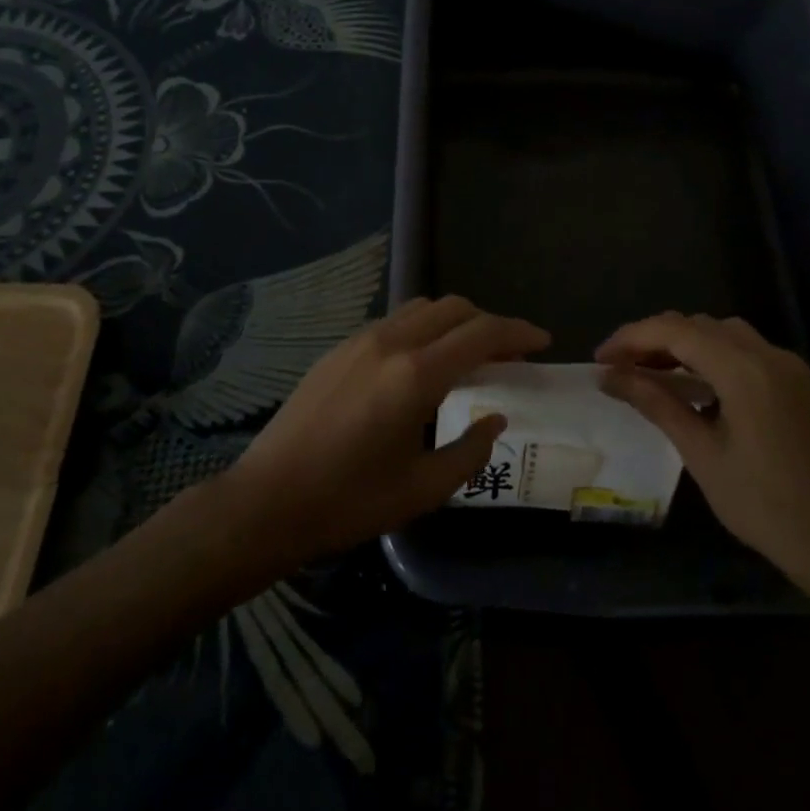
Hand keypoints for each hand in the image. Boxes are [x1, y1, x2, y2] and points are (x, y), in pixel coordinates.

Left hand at [217, 296, 548, 566]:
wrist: (266, 500)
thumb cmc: (348, 502)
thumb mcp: (422, 488)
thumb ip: (470, 451)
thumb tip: (495, 419)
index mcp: (416, 375)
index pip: (482, 333)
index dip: (519, 332)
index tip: (542, 342)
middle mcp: (391, 342)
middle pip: (456, 308)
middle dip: (490, 324)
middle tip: (509, 357)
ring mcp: (360, 340)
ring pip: (423, 308)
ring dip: (456, 322)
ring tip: (469, 357)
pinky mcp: (339, 348)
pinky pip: (396, 322)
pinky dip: (424, 329)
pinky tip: (423, 365)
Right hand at [596, 312, 809, 597]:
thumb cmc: (765, 506)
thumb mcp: (702, 454)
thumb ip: (656, 404)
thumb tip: (610, 376)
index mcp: (744, 369)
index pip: (675, 331)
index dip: (631, 338)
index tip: (600, 359)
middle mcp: (768, 354)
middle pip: (698, 325)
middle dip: (654, 338)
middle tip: (619, 368)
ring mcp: (787, 366)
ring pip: (722, 334)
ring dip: (682, 344)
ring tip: (649, 373)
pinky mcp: (796, 383)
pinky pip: (744, 351)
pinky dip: (710, 356)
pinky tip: (692, 384)